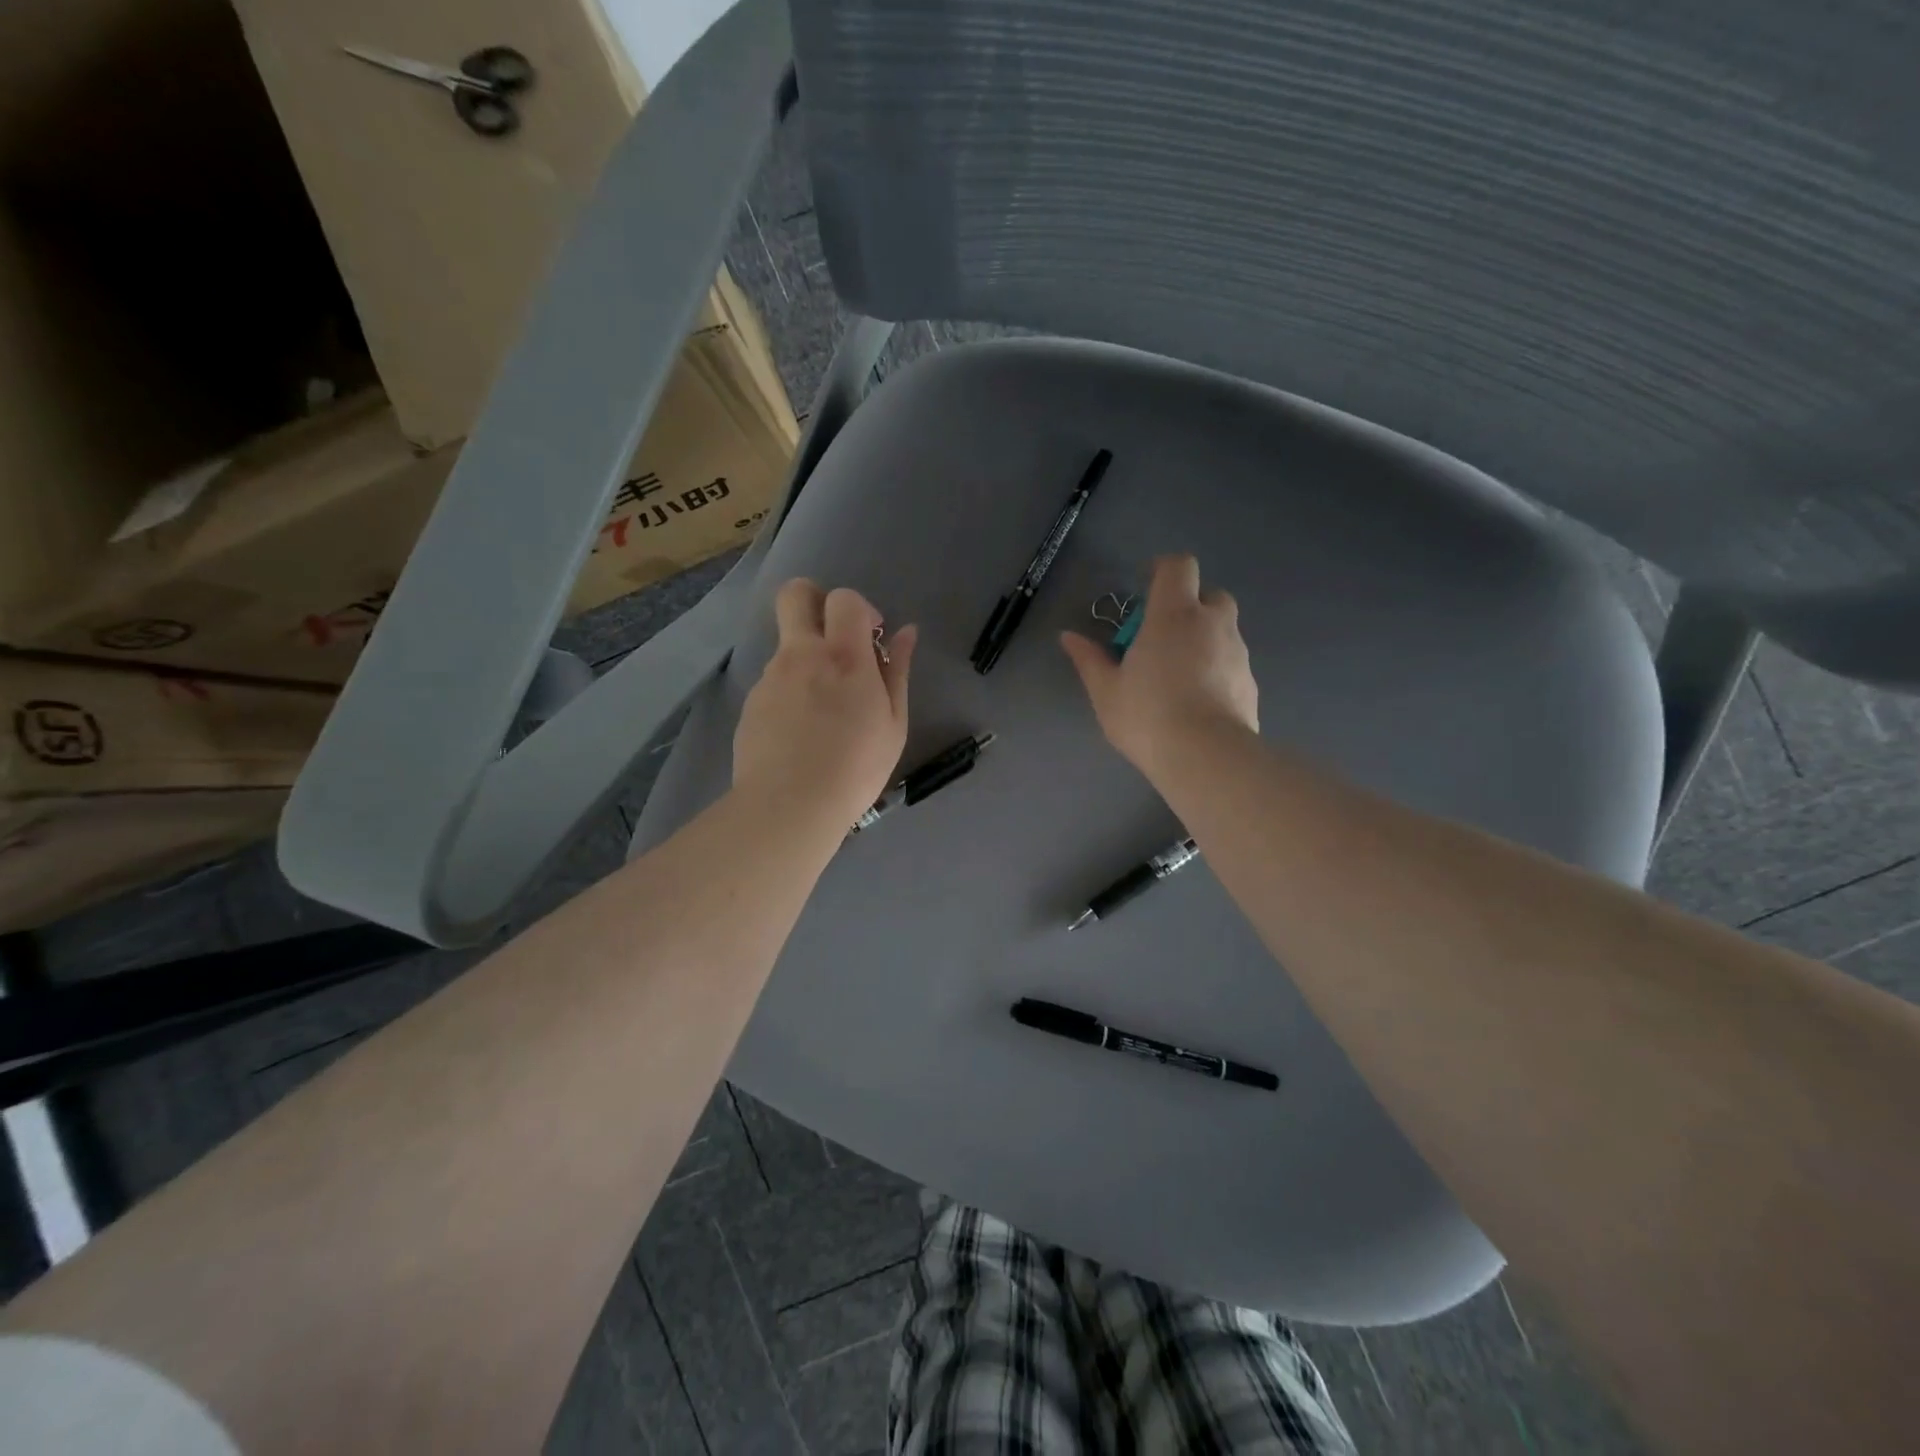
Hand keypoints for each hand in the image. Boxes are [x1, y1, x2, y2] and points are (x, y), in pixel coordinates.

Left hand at [734, 579, 916, 830]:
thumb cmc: (856, 767)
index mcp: (844, 656)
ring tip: (824, 712)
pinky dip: (791, 693)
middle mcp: (801, 655)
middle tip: (836, 638)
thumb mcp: (893, 723)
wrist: (789, 806)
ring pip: (786, 645)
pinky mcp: (750, 703)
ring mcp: (770, 678)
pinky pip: (774, 682)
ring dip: (807, 659)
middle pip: (795, 594)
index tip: (871, 639)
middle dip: (815, 600)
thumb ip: (898, 671)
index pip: (844, 598)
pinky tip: (802, 734)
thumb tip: (906, 632)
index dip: (860, 609)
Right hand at [1060, 554, 1257, 779]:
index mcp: (1174, 614)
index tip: (1147, 586)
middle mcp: (1212, 623)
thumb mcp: (1106, 690)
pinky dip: (1218, 670)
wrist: (1206, 757)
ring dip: (1205, 639)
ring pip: (1224, 631)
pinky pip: (1233, 663)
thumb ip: (1089, 659)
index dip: (1163, 569)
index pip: (1179, 566)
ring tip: (1180, 675)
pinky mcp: (1251, 683)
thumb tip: (1068, 637)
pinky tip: (1199, 701)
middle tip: (1164, 636)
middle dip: (1190, 606)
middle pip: (1210, 595)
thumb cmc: (1147, 715)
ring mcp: (1238, 653)